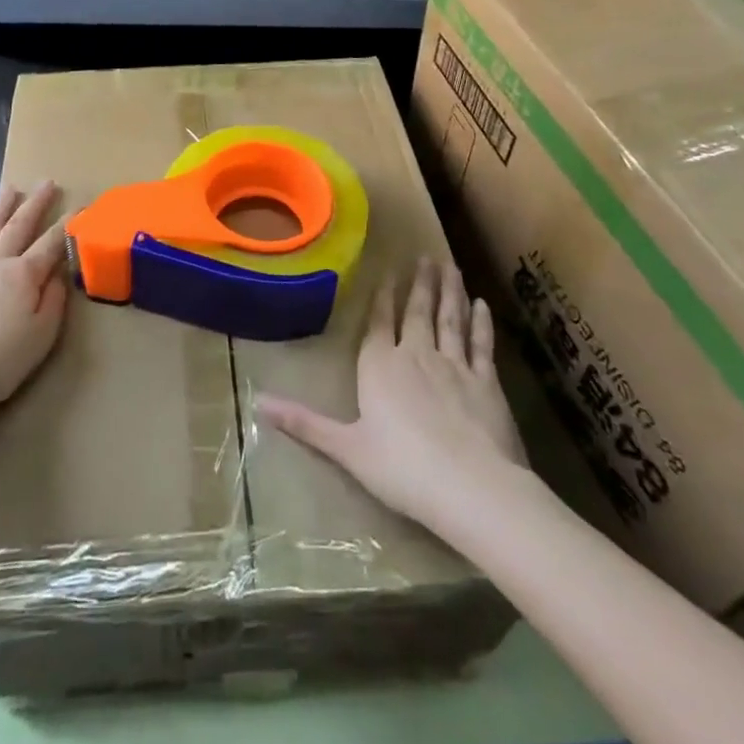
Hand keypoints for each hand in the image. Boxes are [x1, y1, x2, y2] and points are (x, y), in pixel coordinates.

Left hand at [0, 182, 69, 430]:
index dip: (68, 224)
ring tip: (11, 189)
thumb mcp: (42, 336)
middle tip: (47, 182)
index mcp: (23, 274)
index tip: (81, 206)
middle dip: (35, 203)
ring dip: (1, 208)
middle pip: (18, 225)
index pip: (51, 242)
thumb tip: (58, 274)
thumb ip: (54, 301)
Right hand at [256, 258, 528, 535]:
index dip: (383, 297)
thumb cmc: (402, 468)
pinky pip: (481, 344)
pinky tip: (482, 305)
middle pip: (417, 312)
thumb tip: (258, 402)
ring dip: (450, 292)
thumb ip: (305, 423)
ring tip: (451, 267)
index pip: (379, 322)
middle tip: (426, 257)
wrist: (471, 486)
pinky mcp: (486, 381)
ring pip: (450, 319)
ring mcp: (454, 365)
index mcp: (380, 366)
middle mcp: (416, 355)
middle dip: (420, 284)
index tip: (389, 271)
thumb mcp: (347, 449)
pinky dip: (481, 323)